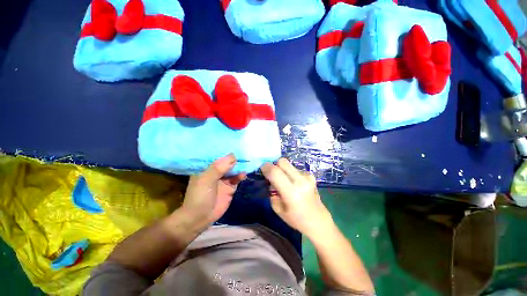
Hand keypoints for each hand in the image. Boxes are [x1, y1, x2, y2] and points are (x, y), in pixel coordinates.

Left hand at [180, 154, 245, 225]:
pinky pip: (237, 178)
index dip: (225, 150)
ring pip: (233, 169)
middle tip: (245, 151)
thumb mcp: (206, 180)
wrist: (200, 218)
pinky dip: (241, 175)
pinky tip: (244, 174)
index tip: (235, 143)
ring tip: (247, 162)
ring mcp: (224, 179)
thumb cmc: (199, 197)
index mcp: (207, 167)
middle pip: (227, 161)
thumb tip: (233, 156)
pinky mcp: (230, 187)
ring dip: (239, 166)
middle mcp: (216, 171)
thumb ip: (218, 168)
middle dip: (235, 157)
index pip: (217, 155)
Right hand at [260, 158, 332, 238]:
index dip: (266, 167)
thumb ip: (272, 191)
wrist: (317, 220)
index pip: (275, 172)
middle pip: (282, 161)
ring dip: (283, 170)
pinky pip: (295, 169)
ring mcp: (307, 176)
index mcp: (291, 192)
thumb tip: (270, 179)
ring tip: (284, 181)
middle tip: (272, 174)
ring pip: (288, 164)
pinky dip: (290, 173)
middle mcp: (300, 181)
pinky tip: (294, 183)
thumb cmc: (295, 218)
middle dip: (274, 165)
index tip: (262, 169)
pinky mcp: (310, 175)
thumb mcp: (277, 208)